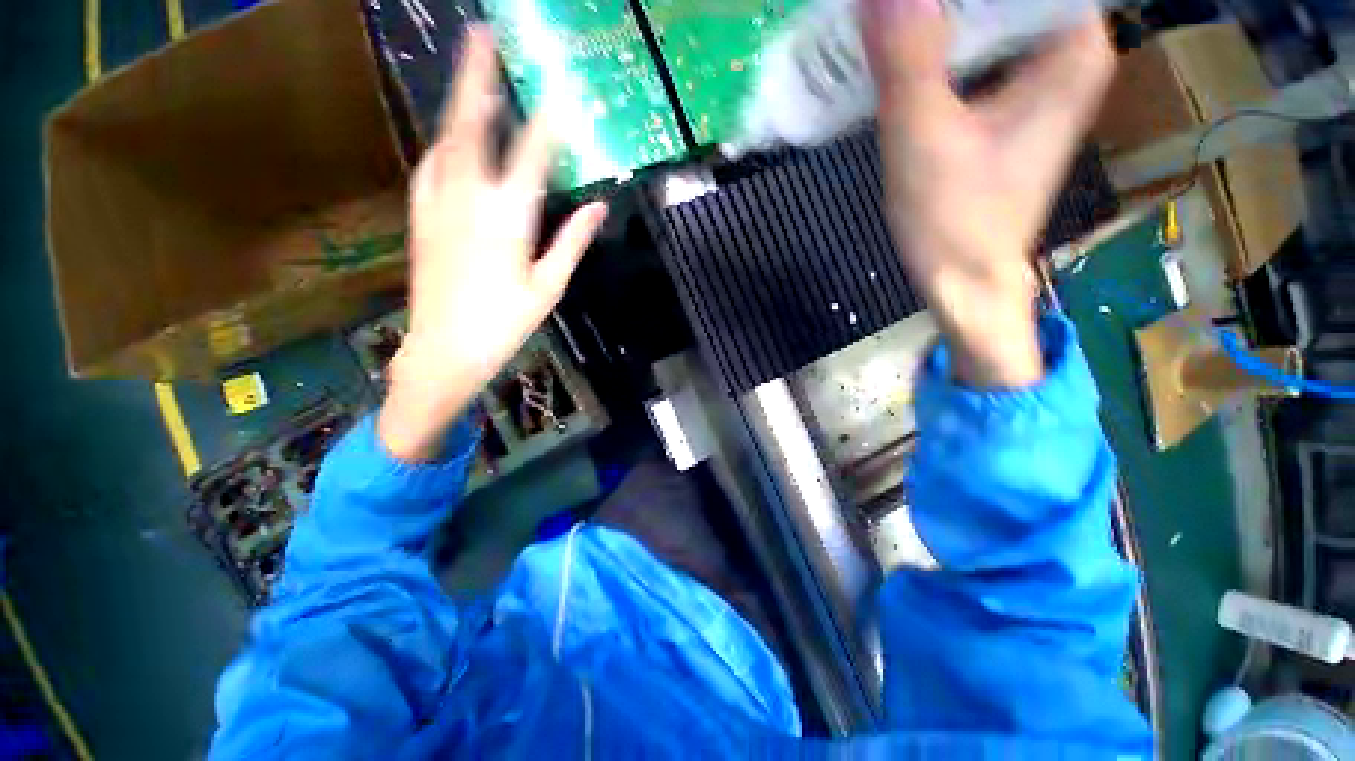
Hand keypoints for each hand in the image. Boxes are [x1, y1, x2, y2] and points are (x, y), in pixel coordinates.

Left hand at [379, 26, 607, 461]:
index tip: (563, 93)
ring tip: (473, 73)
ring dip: (460, 102)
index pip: (533, 155)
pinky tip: (451, 136)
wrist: (445, 348)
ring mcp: (437, 203)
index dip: (550, 121)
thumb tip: (598, 207)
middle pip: (473, 125)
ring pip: (447, 139)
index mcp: (508, 219)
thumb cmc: (505, 323)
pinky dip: (444, 142)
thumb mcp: (549, 287)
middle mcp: (469, 198)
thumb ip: (573, 242)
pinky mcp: (420, 215)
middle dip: (479, 77)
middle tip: (483, 36)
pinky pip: (431, 165)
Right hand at [861, 0, 1113, 386]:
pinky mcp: (1009, 103)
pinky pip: (976, 50)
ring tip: (889, 22)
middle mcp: (1066, 51)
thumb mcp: (922, 140)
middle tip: (889, 9)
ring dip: (937, 17)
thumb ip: (907, 59)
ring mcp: (1039, 78)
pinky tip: (901, 54)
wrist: (963, 282)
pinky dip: (938, 45)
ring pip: (989, 16)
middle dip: (944, 0)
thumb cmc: (953, 221)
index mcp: (1070, 46)